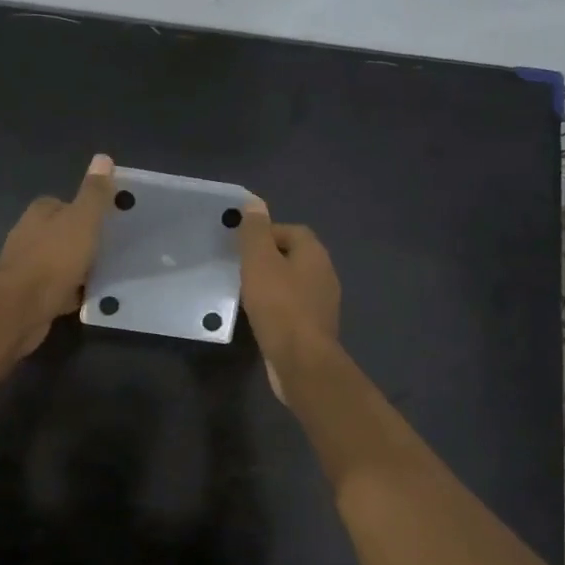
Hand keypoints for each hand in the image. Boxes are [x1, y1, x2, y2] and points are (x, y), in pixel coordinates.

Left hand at [0, 154, 116, 354]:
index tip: (109, 224)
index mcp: (39, 212)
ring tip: (105, 275)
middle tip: (112, 251)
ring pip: (60, 261)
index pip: (65, 204)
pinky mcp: (28, 293)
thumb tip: (103, 158)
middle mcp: (28, 234)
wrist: (21, 308)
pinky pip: (57, 287)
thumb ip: (94, 193)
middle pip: (63, 233)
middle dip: (84, 241)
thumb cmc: (54, 259)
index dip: (87, 212)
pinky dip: (71, 291)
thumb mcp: (82, 220)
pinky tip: (87, 297)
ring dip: (78, 268)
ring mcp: (26, 265)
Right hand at [236, 198, 340, 402]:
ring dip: (272, 285)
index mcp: (314, 254)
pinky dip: (277, 308)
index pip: (292, 230)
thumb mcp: (260, 262)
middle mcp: (324, 274)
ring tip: (246, 293)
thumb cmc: (279, 306)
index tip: (242, 247)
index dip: (266, 233)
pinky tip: (259, 317)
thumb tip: (254, 203)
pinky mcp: (315, 328)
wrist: (301, 362)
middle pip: (293, 256)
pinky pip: (293, 308)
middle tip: (240, 268)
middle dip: (268, 259)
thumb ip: (256, 232)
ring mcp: (322, 303)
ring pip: (293, 284)